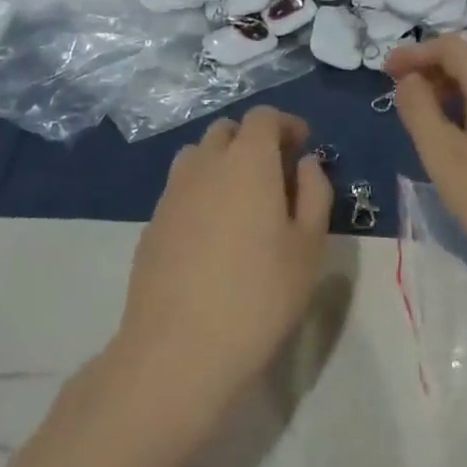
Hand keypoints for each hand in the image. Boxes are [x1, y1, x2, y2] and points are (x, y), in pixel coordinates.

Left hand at [113, 109, 329, 422]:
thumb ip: (314, 193)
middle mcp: (205, 164)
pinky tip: (213, 234)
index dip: (285, 124)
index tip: (302, 145)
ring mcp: (172, 193)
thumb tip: (305, 164)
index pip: (263, 117)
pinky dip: (200, 193)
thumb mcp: (309, 246)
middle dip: (253, 140)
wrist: (179, 349)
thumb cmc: (260, 295)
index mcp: (248, 160)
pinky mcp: (151, 224)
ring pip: (198, 157)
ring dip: (222, 163)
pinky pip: (180, 190)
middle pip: (227, 131)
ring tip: (242, 200)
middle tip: (275, 173)